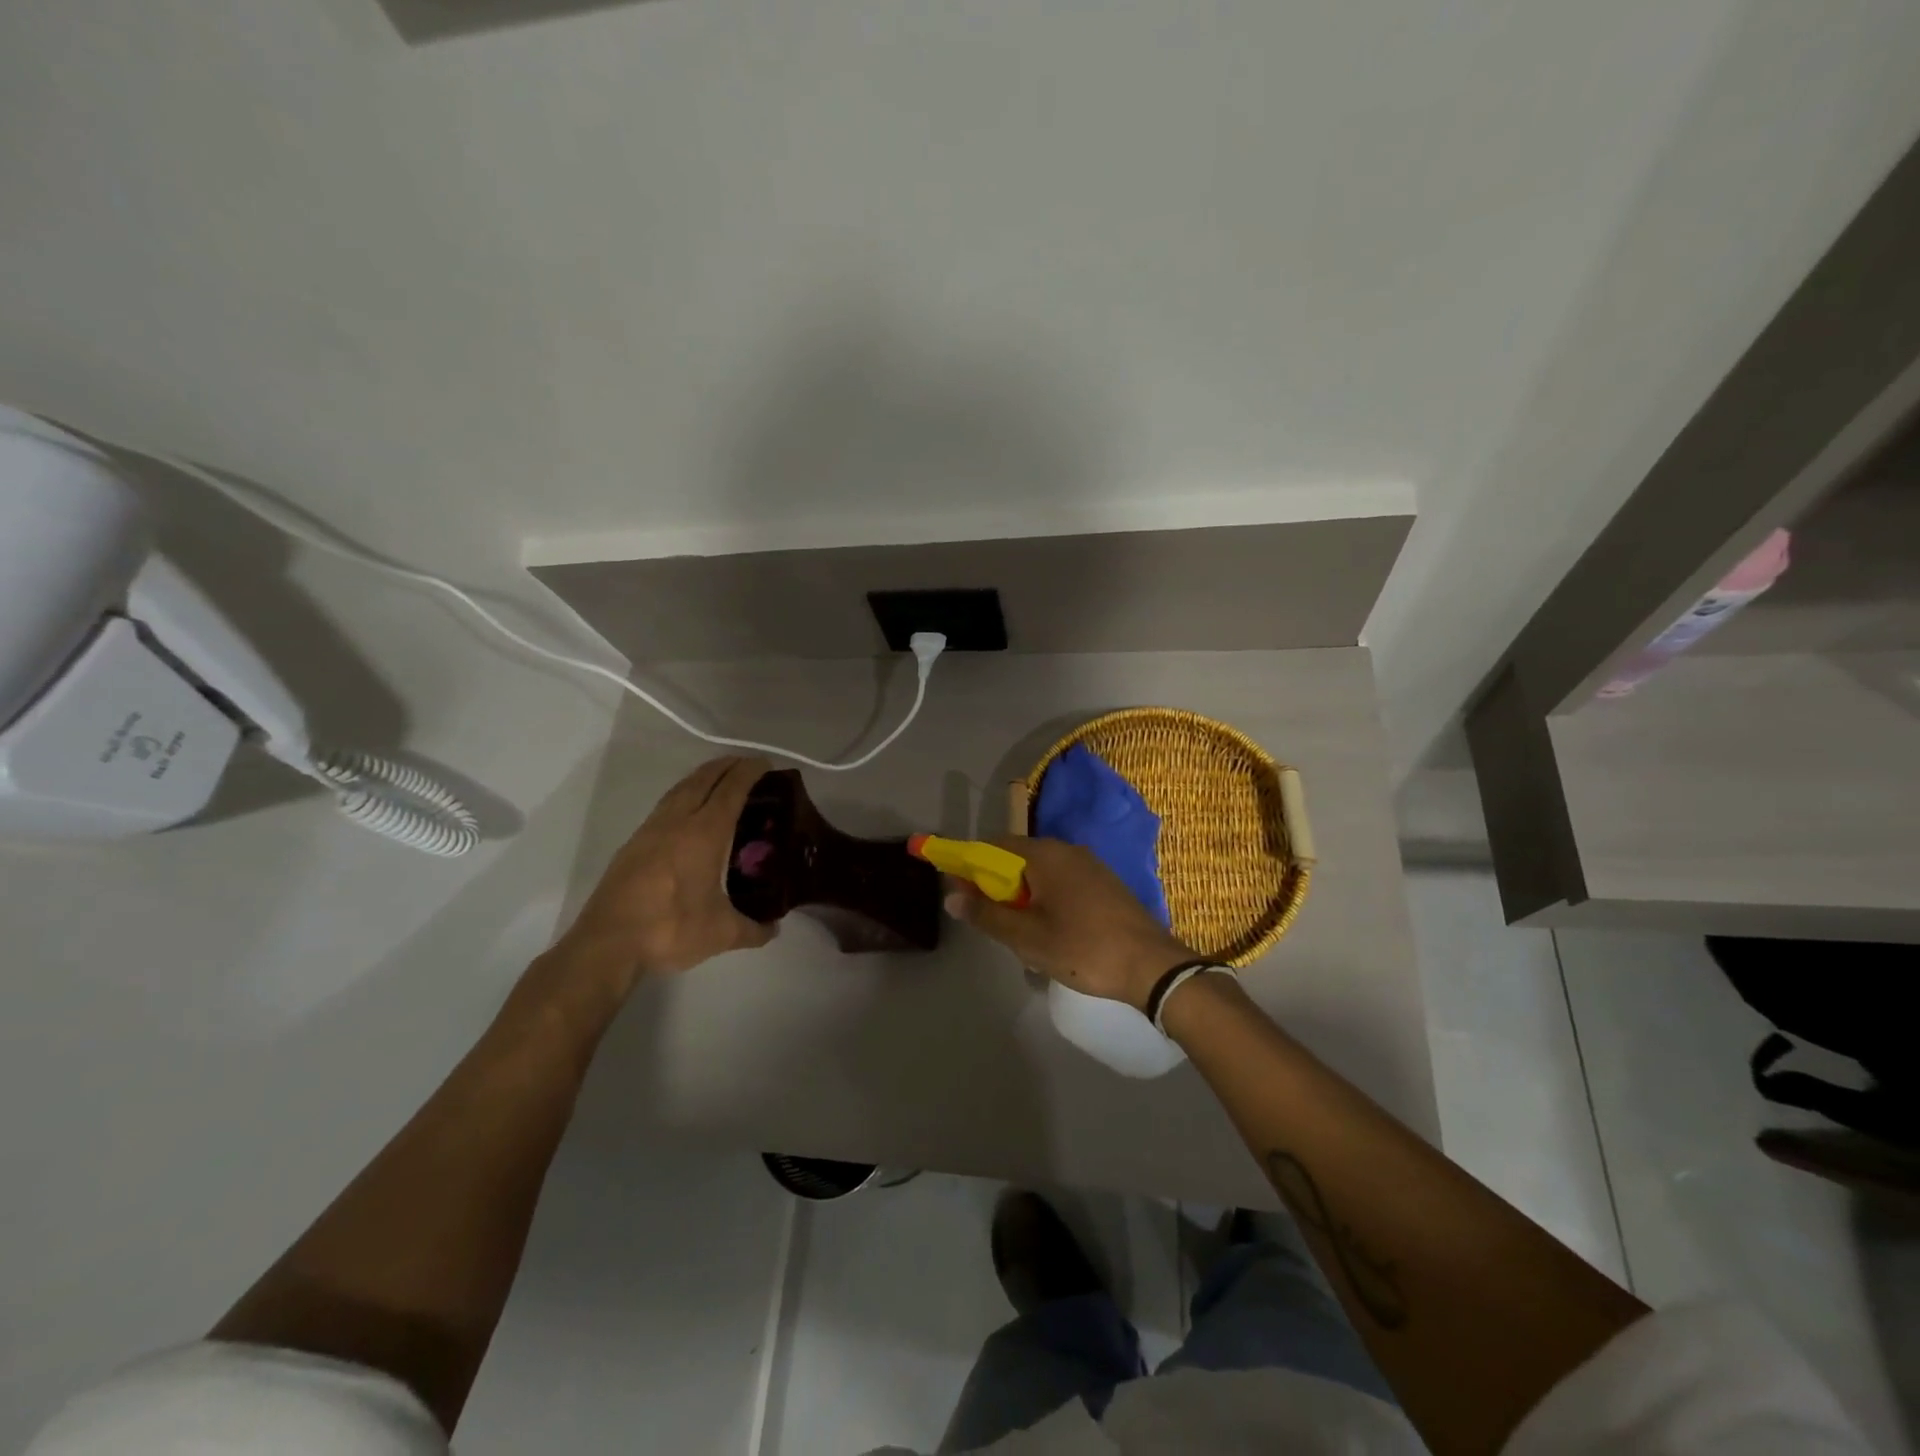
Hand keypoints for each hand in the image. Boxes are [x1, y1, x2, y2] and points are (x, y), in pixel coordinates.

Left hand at [550, 755, 776, 996]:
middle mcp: (677, 822)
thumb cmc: (671, 929)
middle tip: (746, 765)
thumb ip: (754, 929)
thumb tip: (774, 929)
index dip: (749, 772)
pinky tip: (686, 812)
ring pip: (680, 789)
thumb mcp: (722, 933)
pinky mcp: (633, 845)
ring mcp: (650, 831)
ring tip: (718, 779)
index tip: (765, 763)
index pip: (731, 789)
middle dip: (726, 766)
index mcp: (705, 833)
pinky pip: (665, 806)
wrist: (607, 944)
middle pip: (703, 779)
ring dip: (702, 777)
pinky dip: (683, 796)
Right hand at [945, 836, 1195, 1009]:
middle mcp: (1066, 850)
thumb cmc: (1083, 948)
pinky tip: (1051, 933)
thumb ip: (987, 914)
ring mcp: (1089, 864)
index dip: (970, 865)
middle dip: (998, 886)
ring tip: (1023, 935)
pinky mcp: (1104, 883)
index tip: (959, 892)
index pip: (993, 845)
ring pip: (1040, 874)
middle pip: (1017, 858)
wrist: (1152, 965)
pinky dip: (1046, 900)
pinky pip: (1062, 883)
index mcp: (1044, 854)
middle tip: (993, 923)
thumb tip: (951, 896)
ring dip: (1023, 897)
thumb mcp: (1027, 938)